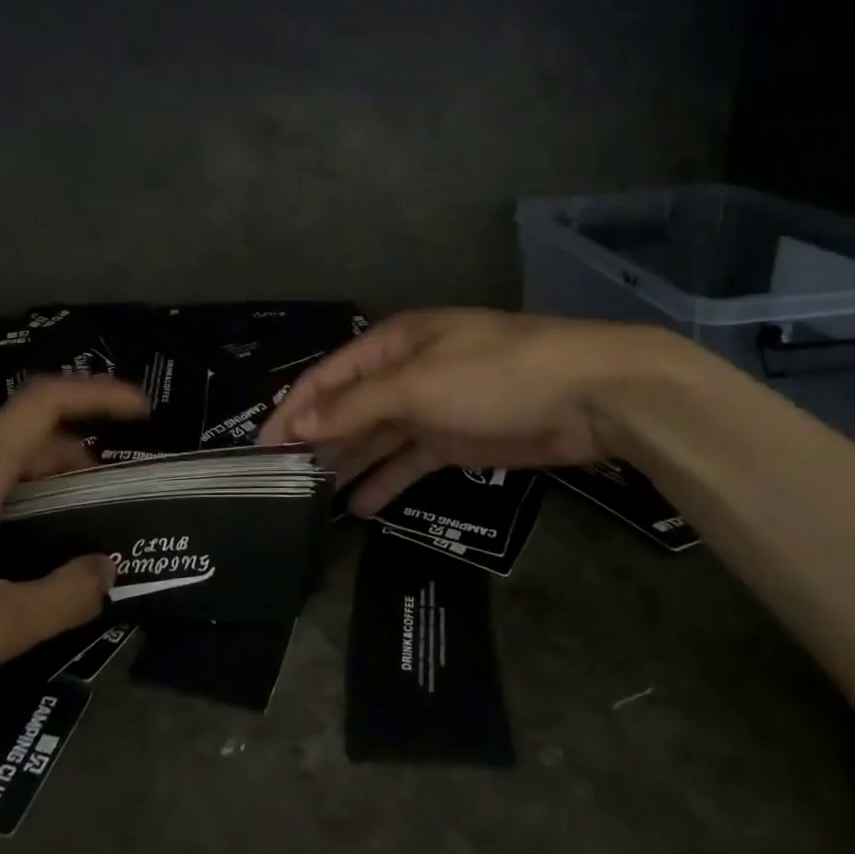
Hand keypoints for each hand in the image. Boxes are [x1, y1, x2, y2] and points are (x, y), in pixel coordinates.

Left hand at [0, 376, 150, 720]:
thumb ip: (62, 600)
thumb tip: (108, 571)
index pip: (46, 401)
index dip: (100, 394)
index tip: (143, 411)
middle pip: (33, 434)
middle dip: (84, 457)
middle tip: (116, 503)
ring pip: (6, 458)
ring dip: (50, 478)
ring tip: (76, 528)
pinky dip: (19, 492)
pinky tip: (19, 544)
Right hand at [259, 309, 686, 514]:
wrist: (591, 396)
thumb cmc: (495, 375)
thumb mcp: (417, 385)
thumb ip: (356, 407)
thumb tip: (301, 425)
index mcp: (392, 345)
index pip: (328, 377)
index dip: (293, 409)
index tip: (263, 448)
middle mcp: (405, 373)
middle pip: (349, 408)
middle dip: (317, 440)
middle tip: (282, 482)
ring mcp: (432, 408)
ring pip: (376, 438)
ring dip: (347, 463)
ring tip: (311, 500)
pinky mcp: (457, 441)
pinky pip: (409, 462)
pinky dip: (386, 482)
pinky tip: (360, 508)